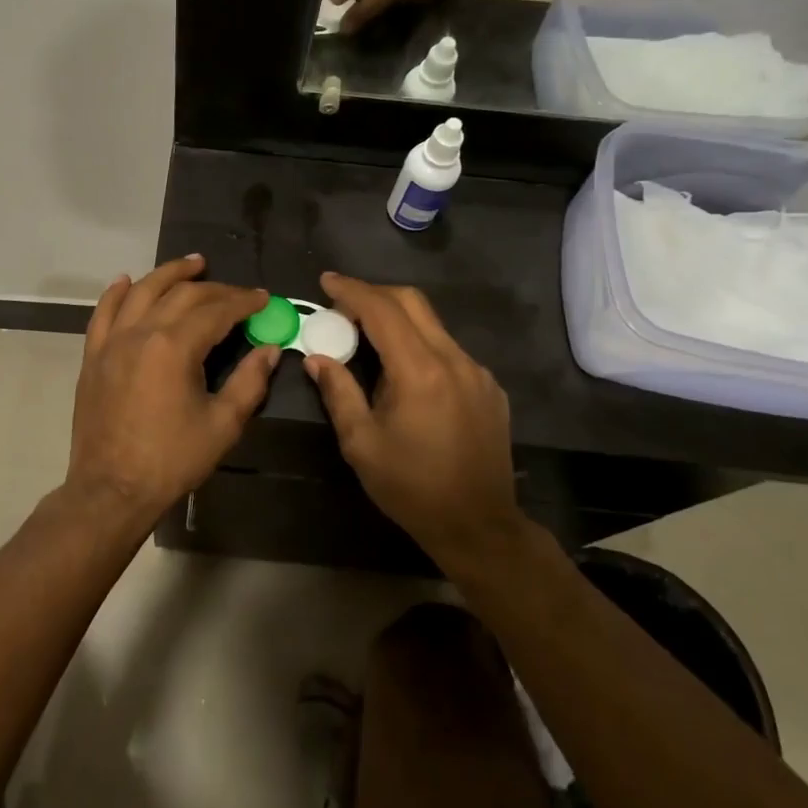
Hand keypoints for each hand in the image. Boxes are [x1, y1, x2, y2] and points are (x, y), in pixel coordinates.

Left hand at [64, 256, 278, 528]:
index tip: (263, 299)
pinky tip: (127, 281)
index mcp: (174, 346)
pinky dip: (116, 293)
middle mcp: (141, 332)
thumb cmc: (172, 460)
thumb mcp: (222, 425)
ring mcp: (111, 342)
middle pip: (181, 295)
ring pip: (141, 292)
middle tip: (237, 292)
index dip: (243, 301)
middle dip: (214, 288)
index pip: (216, 310)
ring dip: (168, 274)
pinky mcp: (93, 356)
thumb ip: (249, 381)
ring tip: (192, 265)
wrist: (111, 490)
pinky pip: (103, 313)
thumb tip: (270, 349)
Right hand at [303, 273, 518, 563]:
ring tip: (368, 339)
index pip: (382, 311)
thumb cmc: (411, 487)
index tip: (326, 281)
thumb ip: (338, 392)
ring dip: (398, 320)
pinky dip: (420, 345)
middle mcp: (454, 360)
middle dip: (375, 294)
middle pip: (413, 303)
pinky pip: (449, 351)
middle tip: (343, 303)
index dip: (352, 291)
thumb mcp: (361, 443)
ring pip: (433, 325)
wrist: (479, 525)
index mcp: (420, 371)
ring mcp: (477, 373)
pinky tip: (405, 374)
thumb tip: (317, 358)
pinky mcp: (489, 388)